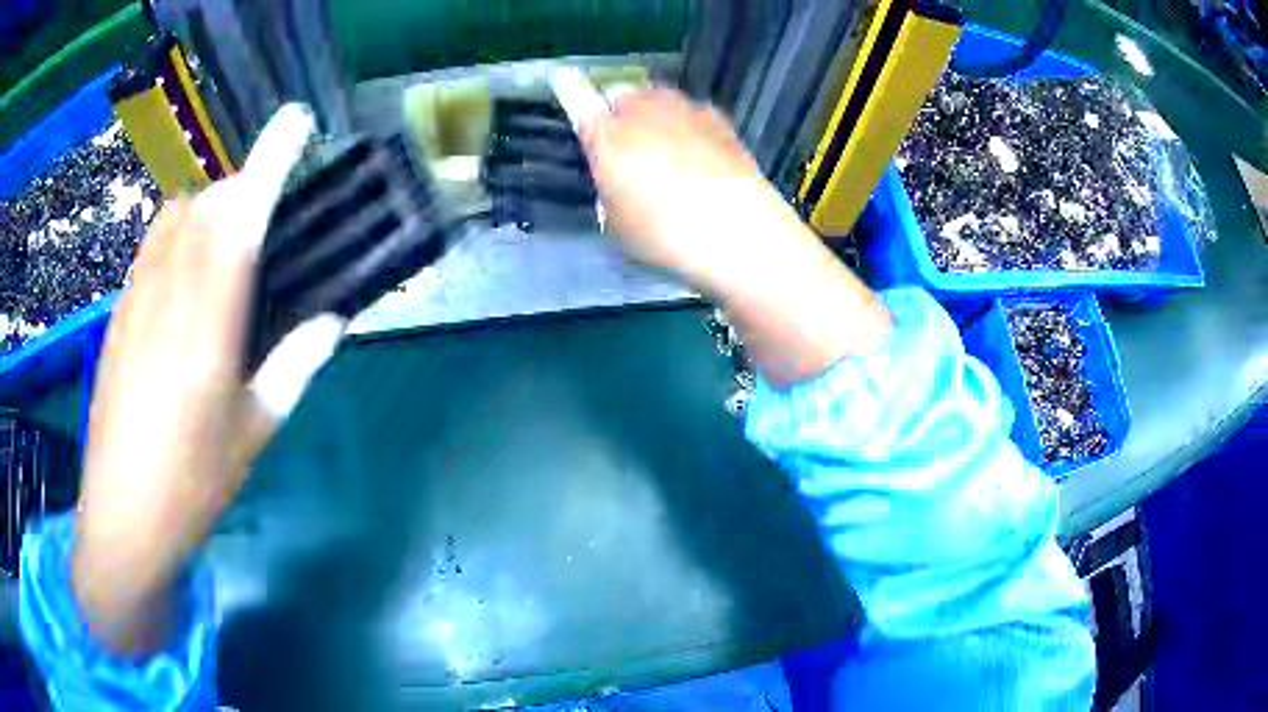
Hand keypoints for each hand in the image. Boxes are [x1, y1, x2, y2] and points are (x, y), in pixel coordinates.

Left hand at [72, 104, 335, 654]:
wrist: (121, 518)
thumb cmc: (191, 485)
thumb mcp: (251, 435)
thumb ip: (291, 369)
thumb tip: (331, 323)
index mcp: (206, 329)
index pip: (239, 223)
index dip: (269, 163)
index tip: (295, 121)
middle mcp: (166, 298)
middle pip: (206, 207)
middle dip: (241, 188)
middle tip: (268, 211)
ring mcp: (134, 302)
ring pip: (173, 218)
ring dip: (207, 207)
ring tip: (227, 238)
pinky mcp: (117, 315)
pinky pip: (150, 247)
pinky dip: (176, 234)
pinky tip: (185, 274)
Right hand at [578, 89, 792, 285]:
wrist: (736, 230)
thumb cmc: (663, 234)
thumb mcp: (617, 222)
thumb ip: (610, 190)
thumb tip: (617, 179)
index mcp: (607, 137)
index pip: (579, 101)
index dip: (570, 89)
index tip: (564, 79)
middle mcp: (643, 112)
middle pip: (623, 95)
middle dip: (620, 111)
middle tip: (626, 142)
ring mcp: (685, 110)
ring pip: (660, 98)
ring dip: (655, 113)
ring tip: (665, 145)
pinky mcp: (720, 120)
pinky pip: (693, 112)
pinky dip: (689, 124)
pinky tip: (699, 151)